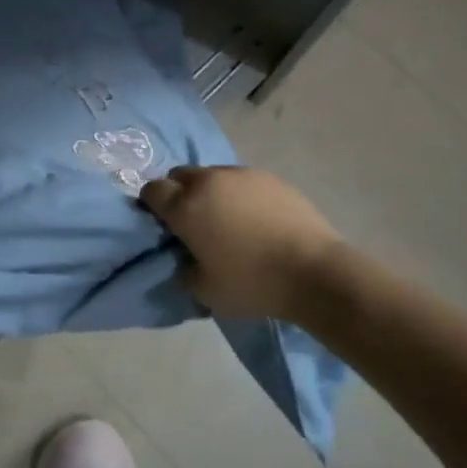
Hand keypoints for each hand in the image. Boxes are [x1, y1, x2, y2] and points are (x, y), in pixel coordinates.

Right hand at [140, 166, 343, 321]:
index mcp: (185, 206)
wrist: (315, 272)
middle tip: (192, 221)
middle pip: (180, 175)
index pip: (152, 191)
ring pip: (213, 175)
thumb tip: (185, 260)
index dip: (152, 205)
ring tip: (228, 220)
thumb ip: (184, 271)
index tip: (163, 224)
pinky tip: (256, 220)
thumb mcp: (205, 292)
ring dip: (210, 192)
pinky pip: (243, 182)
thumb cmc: (252, 283)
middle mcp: (209, 181)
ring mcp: (242, 175)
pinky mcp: (271, 178)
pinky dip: (240, 195)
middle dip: (179, 193)